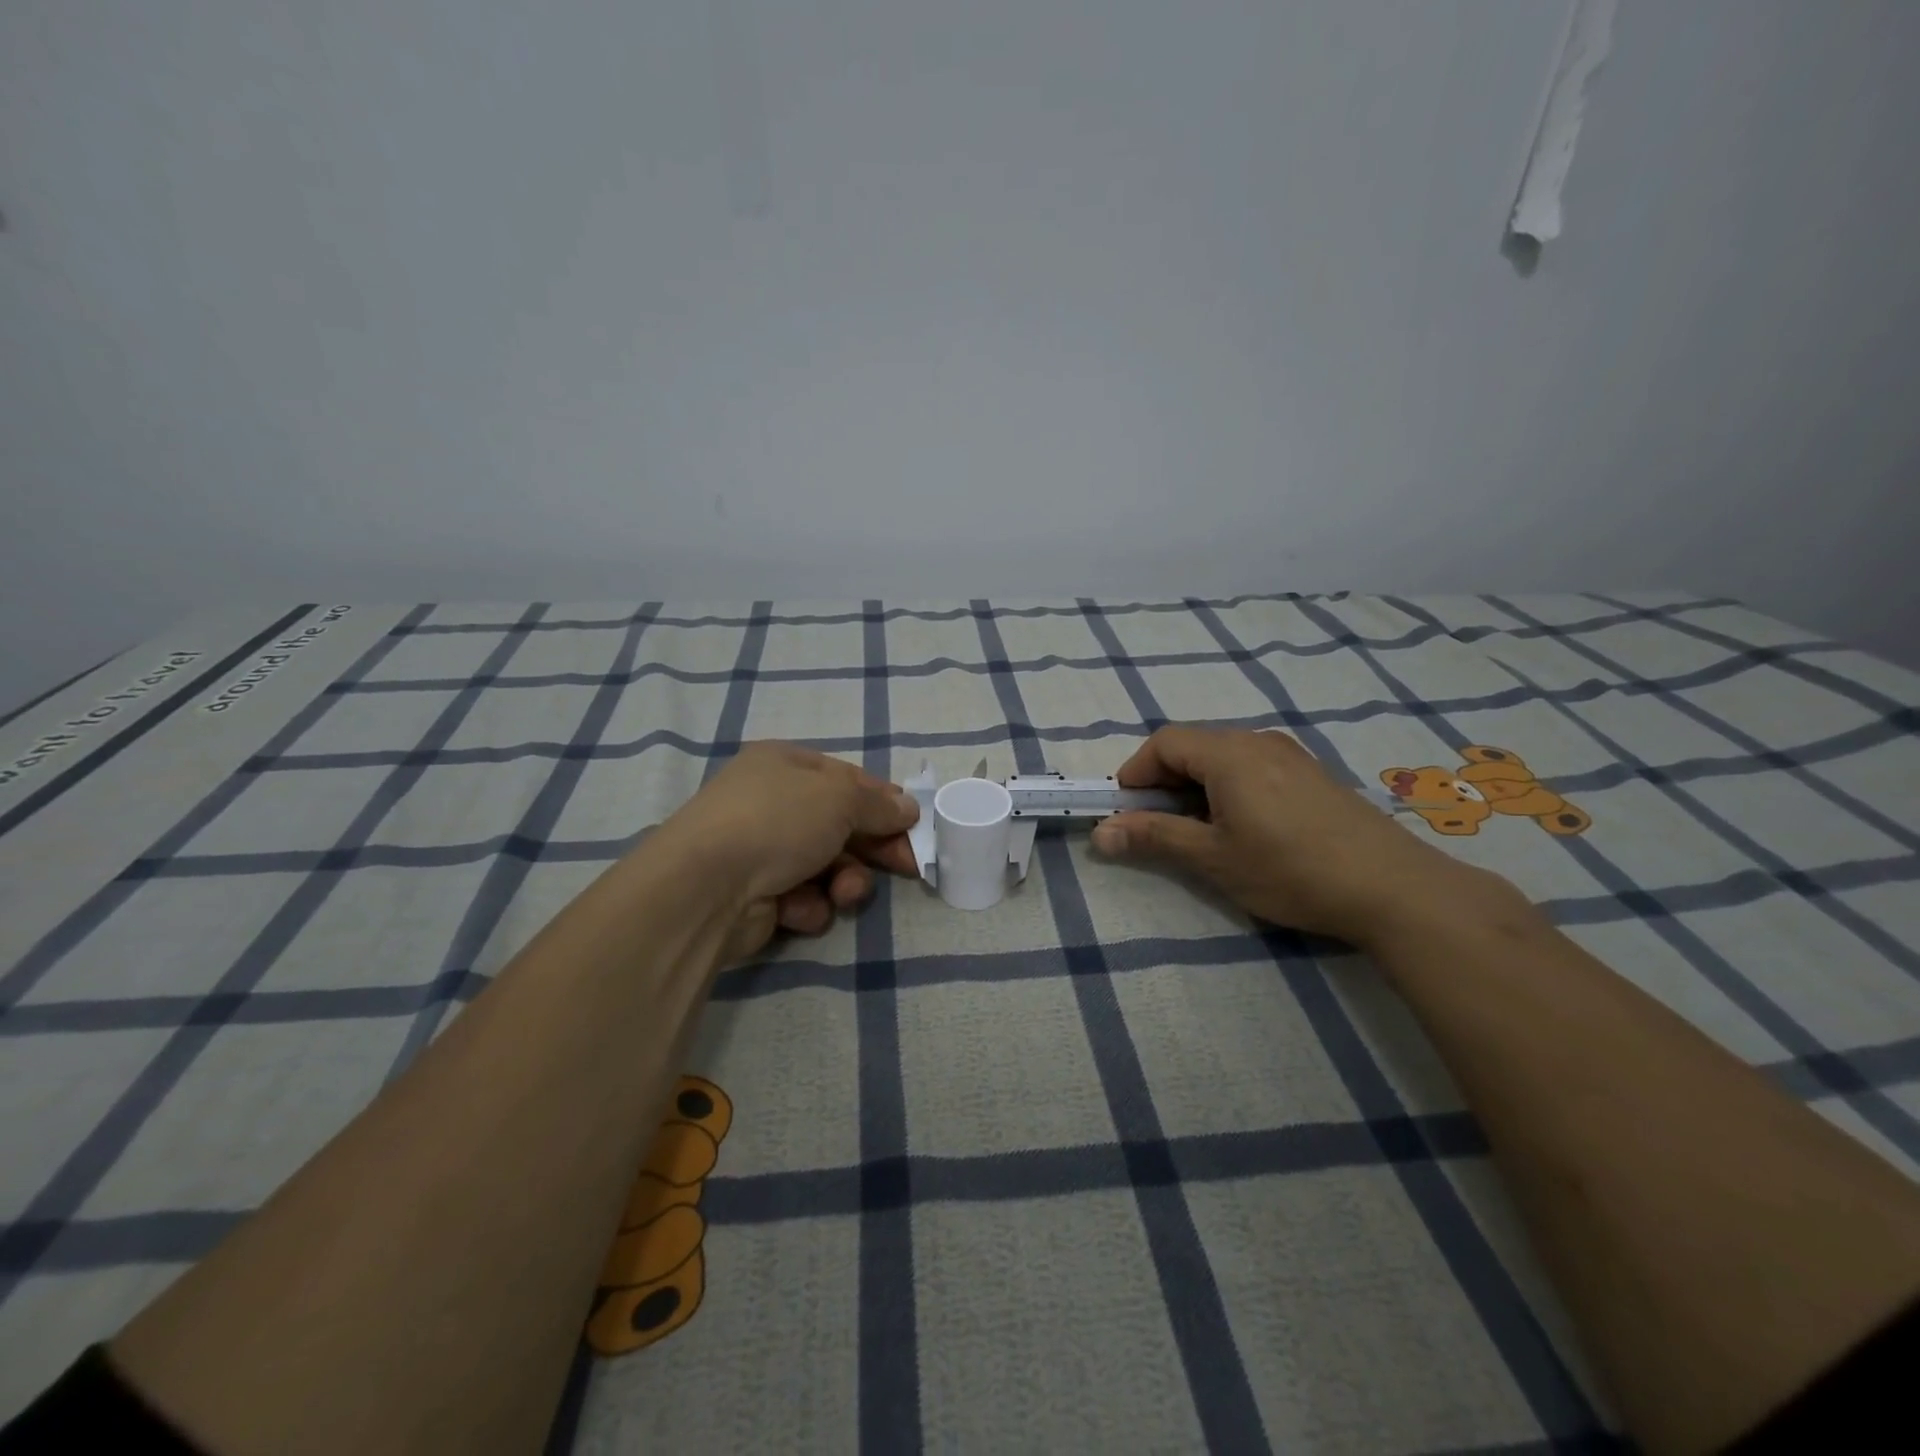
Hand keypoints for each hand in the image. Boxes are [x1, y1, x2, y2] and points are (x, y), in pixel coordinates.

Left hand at [656, 742, 920, 958]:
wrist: (706, 887)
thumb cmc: (777, 821)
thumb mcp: (839, 798)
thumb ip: (878, 804)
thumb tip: (908, 808)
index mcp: (784, 765)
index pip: (846, 778)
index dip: (883, 801)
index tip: (914, 825)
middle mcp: (771, 803)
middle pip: (840, 824)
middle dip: (873, 848)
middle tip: (907, 867)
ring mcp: (761, 850)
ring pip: (827, 866)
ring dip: (844, 881)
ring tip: (842, 893)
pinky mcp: (757, 895)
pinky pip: (802, 897)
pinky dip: (808, 905)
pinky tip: (798, 909)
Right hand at [1090, 725, 1525, 947]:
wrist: (1393, 888)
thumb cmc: (1290, 870)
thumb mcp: (1213, 858)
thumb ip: (1154, 837)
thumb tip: (1100, 833)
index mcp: (1229, 754)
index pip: (1164, 743)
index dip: (1136, 773)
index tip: (1126, 812)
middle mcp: (1258, 741)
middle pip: (1193, 746)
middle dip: (1164, 782)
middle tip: (1161, 827)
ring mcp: (1290, 756)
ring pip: (1224, 757)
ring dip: (1197, 786)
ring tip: (1201, 832)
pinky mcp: (1312, 775)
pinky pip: (1253, 767)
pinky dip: (1229, 788)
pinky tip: (1245, 828)